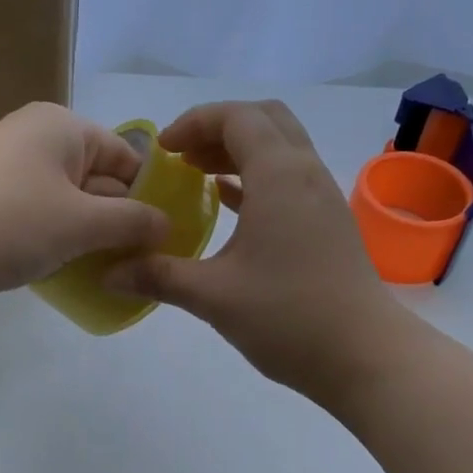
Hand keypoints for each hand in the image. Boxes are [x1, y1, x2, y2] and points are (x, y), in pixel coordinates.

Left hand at [0, 102, 169, 315]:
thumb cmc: (9, 222)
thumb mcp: (82, 222)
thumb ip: (131, 222)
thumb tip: (166, 226)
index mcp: (61, 128)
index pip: (126, 157)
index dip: (151, 195)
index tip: (170, 238)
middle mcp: (35, 143)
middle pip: (97, 182)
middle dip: (121, 223)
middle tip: (147, 265)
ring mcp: (8, 177)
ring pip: (68, 208)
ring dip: (90, 240)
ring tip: (117, 276)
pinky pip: (40, 225)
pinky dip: (58, 247)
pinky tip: (75, 278)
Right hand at [103, 100, 393, 401]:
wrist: (364, 355)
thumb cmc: (288, 317)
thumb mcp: (213, 296)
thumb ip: (158, 276)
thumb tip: (107, 273)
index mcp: (279, 176)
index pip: (236, 118)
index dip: (194, 123)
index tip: (162, 151)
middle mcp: (305, 173)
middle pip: (264, 120)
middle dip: (218, 128)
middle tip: (182, 158)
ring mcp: (322, 197)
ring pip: (280, 147)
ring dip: (239, 151)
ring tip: (198, 176)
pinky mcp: (327, 222)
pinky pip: (289, 178)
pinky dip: (256, 177)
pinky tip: (229, 204)